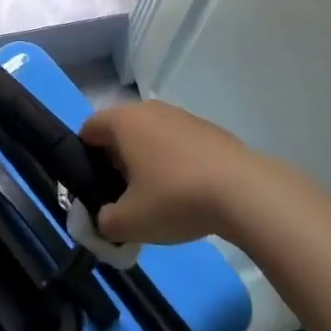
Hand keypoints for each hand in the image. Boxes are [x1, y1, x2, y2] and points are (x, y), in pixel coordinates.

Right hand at [79, 98, 262, 243]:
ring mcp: (181, 115)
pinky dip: (175, 163)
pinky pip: (178, 143)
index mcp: (122, 120)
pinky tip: (189, 193)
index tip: (98, 189)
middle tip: (126, 198)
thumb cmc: (175, 198)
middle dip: (117, 162)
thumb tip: (104, 220)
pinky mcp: (208, 129)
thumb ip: (105, 222)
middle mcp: (148, 109)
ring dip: (147, 162)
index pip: (88, 130)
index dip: (86, 160)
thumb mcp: (130, 222)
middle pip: (120, 132)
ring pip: (150, 136)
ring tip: (159, 199)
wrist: (244, 192)